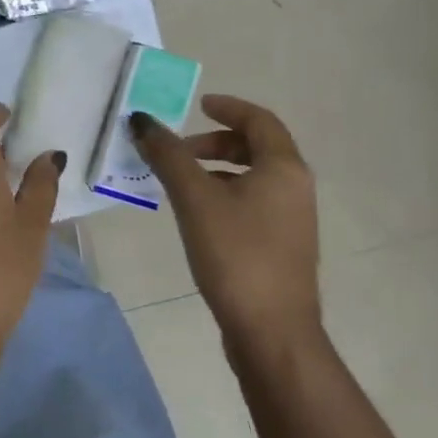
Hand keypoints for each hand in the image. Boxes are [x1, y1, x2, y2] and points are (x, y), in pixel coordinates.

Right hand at [131, 94, 321, 354]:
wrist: (272, 332)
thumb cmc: (236, 255)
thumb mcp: (195, 199)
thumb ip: (168, 156)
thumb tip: (142, 121)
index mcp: (284, 168)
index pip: (259, 120)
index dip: (228, 108)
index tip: (198, 105)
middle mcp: (296, 188)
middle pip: (256, 148)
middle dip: (214, 143)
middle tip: (179, 151)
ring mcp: (292, 220)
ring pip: (253, 178)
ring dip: (216, 170)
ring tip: (180, 184)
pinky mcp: (282, 247)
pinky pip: (253, 203)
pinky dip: (225, 195)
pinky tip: (197, 217)